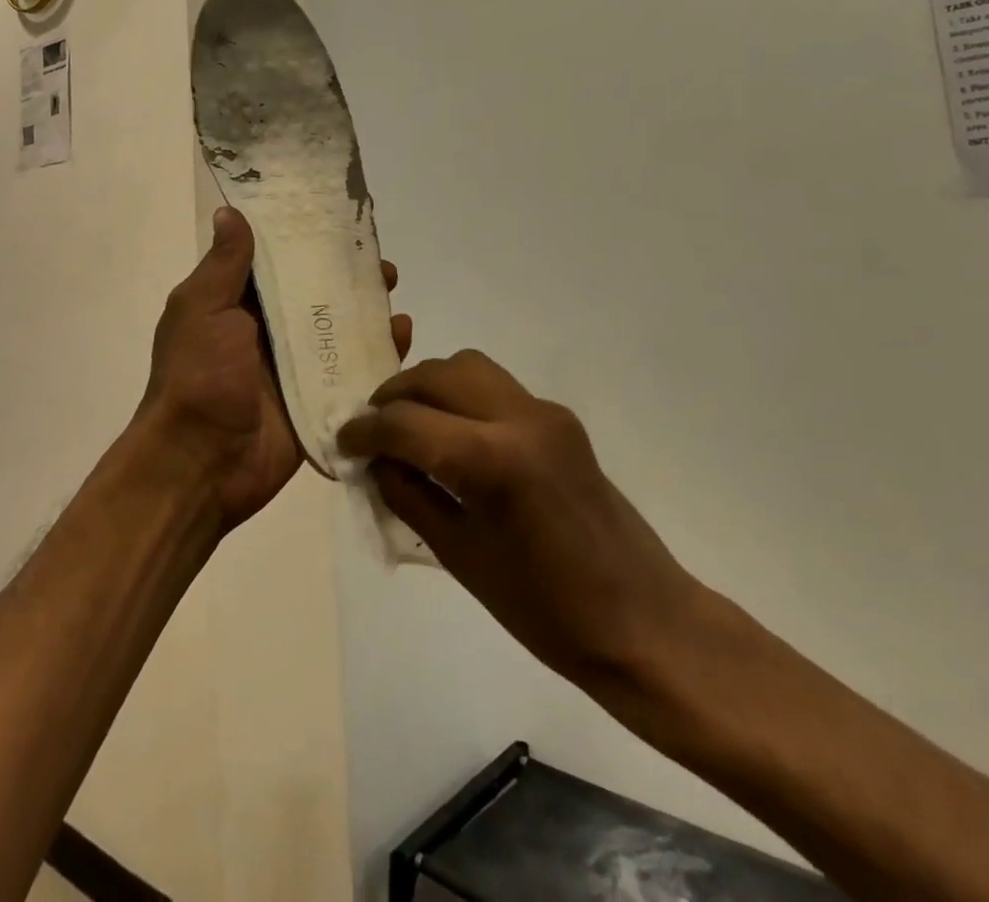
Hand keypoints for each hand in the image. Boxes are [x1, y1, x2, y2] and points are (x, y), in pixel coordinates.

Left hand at [141, 206, 409, 532]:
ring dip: (367, 311)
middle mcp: (269, 332)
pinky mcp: (319, 401)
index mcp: (238, 306)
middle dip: (348, 277)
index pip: (279, 263)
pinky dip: (377, 355)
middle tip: (380, 263)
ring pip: (339, 330)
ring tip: (394, 294)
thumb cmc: (198, 376)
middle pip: (316, 295)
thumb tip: (230, 211)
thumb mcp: (201, 309)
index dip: (307, 242)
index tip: (341, 221)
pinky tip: (400, 336)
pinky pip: (353, 372)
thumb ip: (224, 265)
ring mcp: (296, 368)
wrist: (200, 463)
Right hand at [339, 351, 701, 696]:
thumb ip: (410, 497)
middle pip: (435, 375)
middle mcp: (519, 417)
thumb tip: (375, 463)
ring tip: (410, 426)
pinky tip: (453, 437)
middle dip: (393, 397)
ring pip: (466, 367)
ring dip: (428, 387)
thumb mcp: (461, 557)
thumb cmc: (547, 611)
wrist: (644, 621)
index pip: (405, 422)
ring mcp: (544, 412)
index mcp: (491, 459)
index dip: (365, 431)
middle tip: (373, 432)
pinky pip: (495, 387)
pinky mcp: (560, 419)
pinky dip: (461, 397)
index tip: (343, 442)